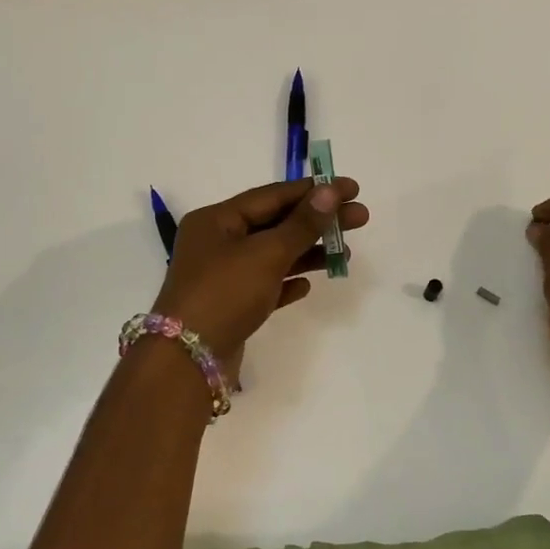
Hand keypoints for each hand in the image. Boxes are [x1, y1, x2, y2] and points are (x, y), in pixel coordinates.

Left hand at [152, 177, 367, 367]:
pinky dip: (287, 282)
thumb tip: (330, 191)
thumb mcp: (266, 254)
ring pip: (272, 256)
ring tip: (344, 253)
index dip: (314, 191)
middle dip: (318, 221)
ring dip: (308, 252)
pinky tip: (309, 285)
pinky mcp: (230, 306)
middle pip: (275, 224)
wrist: (188, 360)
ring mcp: (222, 276)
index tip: (351, 188)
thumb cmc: (224, 294)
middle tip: (361, 218)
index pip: (272, 195)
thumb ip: (302, 224)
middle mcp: (217, 243)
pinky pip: (265, 286)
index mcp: (216, 220)